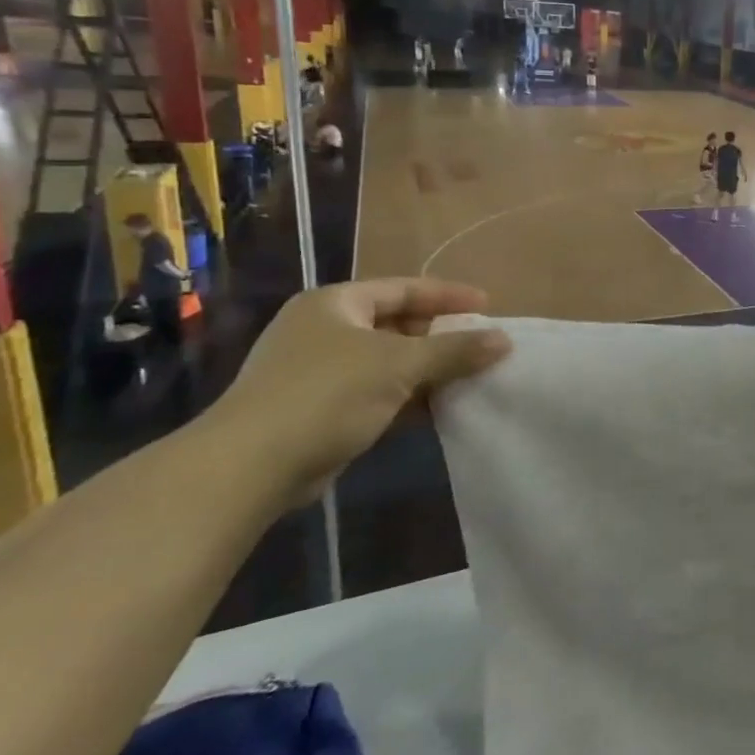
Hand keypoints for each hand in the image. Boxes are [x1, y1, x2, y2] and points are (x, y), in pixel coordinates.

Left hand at [208, 278, 510, 504]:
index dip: (447, 295)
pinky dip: (406, 397)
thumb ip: (455, 350)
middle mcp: (324, 330)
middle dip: (440, 336)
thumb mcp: (400, 364)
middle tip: (480, 345)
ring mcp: (317, 371)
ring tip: (469, 377)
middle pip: (396, 324)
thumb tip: (504, 340)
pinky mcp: (317, 409)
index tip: (487, 305)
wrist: (250, 466)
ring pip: (387, 362)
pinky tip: (438, 408)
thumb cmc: (327, 394)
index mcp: (336, 304)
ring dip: (426, 370)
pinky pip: (375, 392)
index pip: (403, 288)